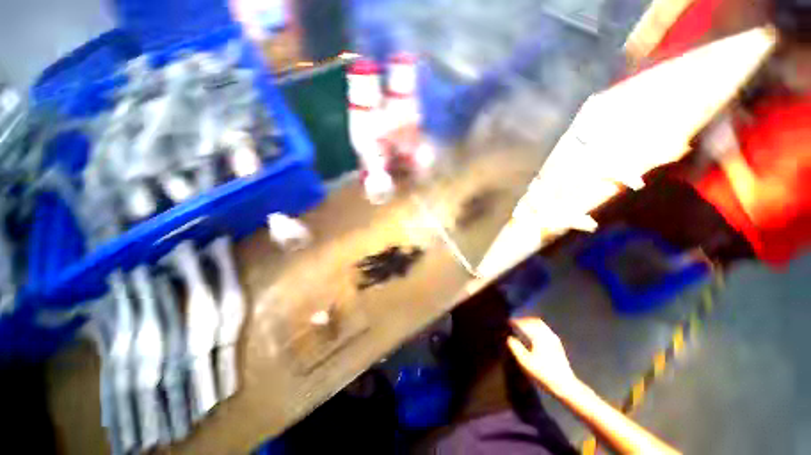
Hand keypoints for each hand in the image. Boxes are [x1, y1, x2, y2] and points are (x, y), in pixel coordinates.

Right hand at [507, 317, 579, 395]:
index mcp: (539, 337)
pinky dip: (538, 328)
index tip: (508, 322)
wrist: (565, 385)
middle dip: (524, 320)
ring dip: (531, 323)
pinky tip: (534, 334)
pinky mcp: (558, 345)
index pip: (525, 324)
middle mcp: (547, 335)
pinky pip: (546, 330)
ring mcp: (554, 339)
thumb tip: (509, 338)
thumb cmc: (543, 374)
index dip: (516, 321)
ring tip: (523, 326)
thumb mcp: (525, 362)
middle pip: (534, 321)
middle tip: (515, 322)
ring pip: (541, 325)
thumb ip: (516, 348)